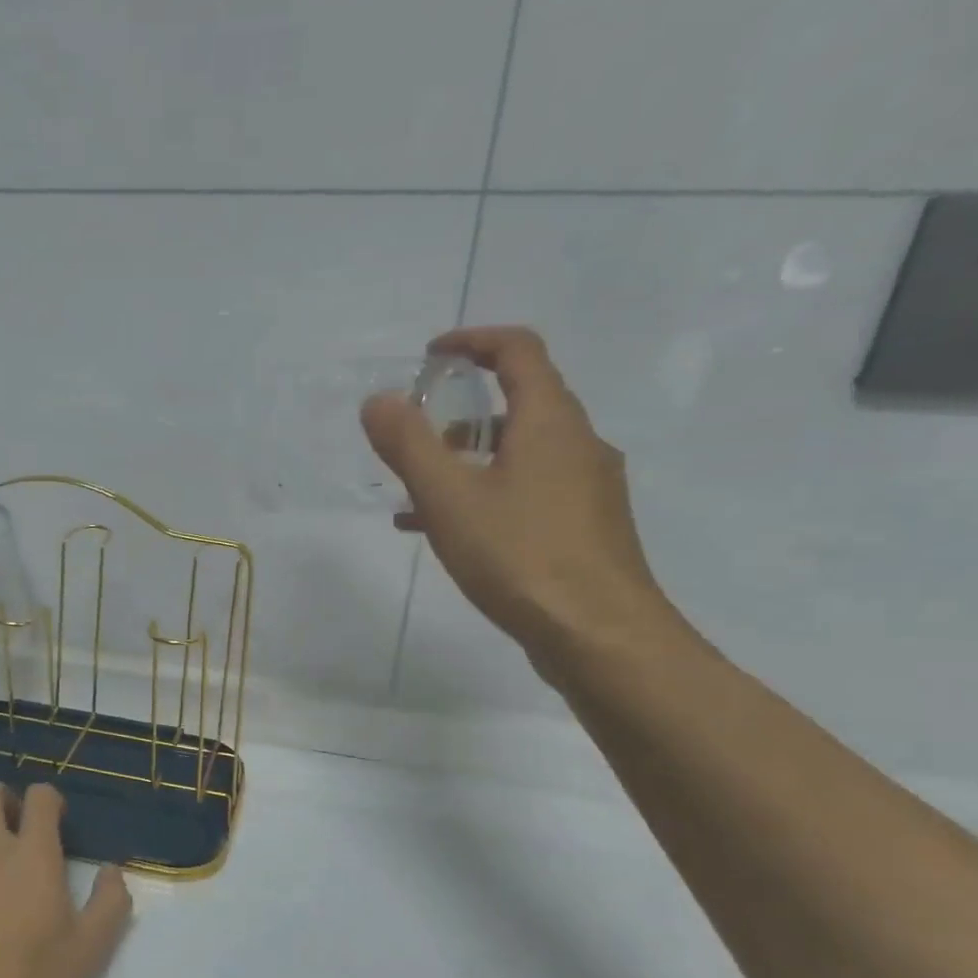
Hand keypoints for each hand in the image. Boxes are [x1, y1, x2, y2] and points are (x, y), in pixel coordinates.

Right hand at [360, 326, 674, 668]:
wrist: (599, 635)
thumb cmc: (520, 555)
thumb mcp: (448, 497)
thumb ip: (409, 445)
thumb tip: (378, 400)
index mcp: (550, 422)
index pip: (519, 351)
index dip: (473, 341)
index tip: (431, 355)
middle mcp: (578, 444)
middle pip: (522, 403)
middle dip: (463, 410)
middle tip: (416, 434)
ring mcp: (588, 489)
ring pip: (522, 454)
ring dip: (470, 459)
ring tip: (417, 492)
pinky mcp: (585, 529)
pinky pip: (528, 493)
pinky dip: (487, 495)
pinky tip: (449, 533)